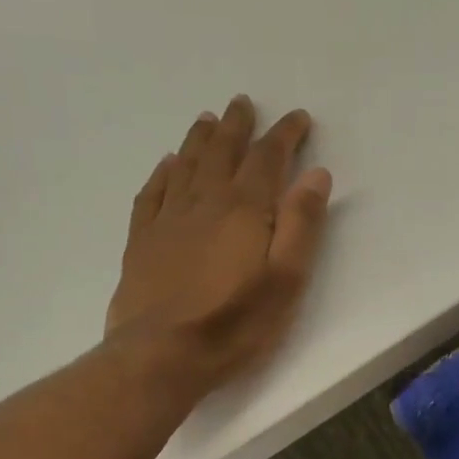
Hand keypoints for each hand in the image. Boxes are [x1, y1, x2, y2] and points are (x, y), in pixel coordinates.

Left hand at [106, 96, 332, 395]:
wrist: (161, 355)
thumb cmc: (234, 323)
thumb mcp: (285, 280)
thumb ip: (301, 225)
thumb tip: (316, 175)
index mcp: (244, 210)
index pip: (268, 158)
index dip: (284, 134)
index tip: (298, 117)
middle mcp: (204, 203)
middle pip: (222, 152)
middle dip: (237, 125)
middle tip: (243, 103)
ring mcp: (168, 220)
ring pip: (186, 165)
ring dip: (199, 139)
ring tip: (208, 119)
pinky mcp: (141, 241)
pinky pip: (152, 193)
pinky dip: (162, 173)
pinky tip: (167, 164)